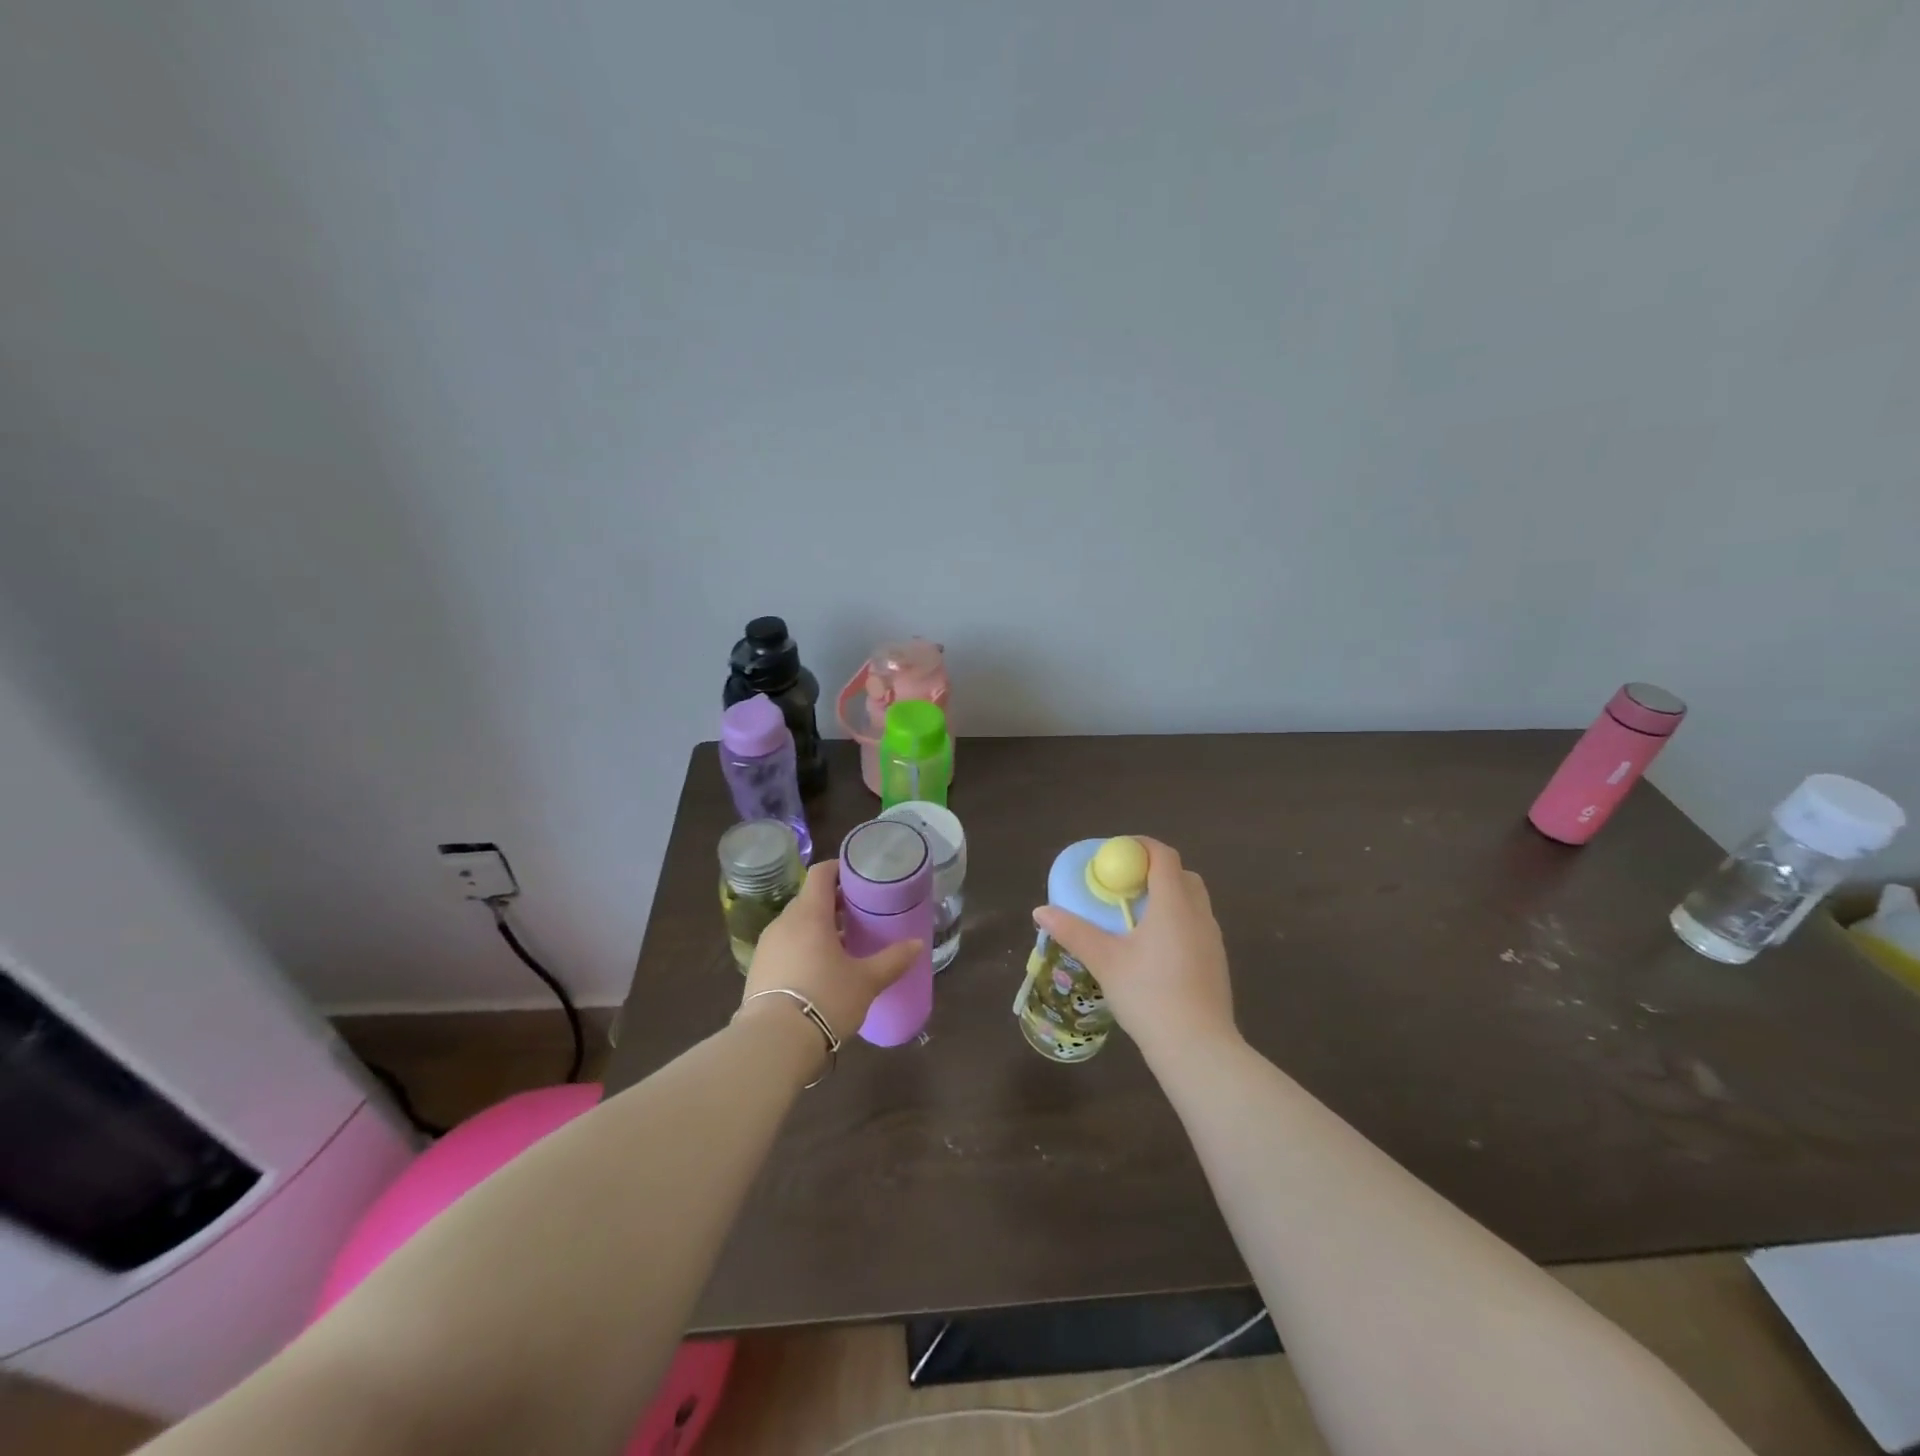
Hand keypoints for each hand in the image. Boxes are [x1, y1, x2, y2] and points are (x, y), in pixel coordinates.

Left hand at [742, 859, 920, 1044]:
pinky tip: (819, 969)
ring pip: (796, 924)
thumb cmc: (826, 999)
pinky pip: (784, 946)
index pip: (821, 873)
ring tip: (842, 944)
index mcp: (810, 913)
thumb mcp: (866, 981)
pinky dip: (802, 947)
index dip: (840, 869)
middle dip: (833, 902)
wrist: (774, 1042)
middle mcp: (784, 922)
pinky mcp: (758, 969)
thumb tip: (917, 944)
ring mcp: (767, 946)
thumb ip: (893, 960)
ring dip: (817, 927)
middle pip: (809, 899)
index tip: (860, 877)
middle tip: (859, 914)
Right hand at [1031, 837, 1235, 1063]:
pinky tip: (1155, 949)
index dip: (1141, 846)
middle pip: (1182, 875)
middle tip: (1124, 884)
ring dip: (1168, 896)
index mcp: (1173, 904)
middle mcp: (1199, 914)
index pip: (1163, 856)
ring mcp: (1213, 939)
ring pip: (1193, 901)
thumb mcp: (1105, 961)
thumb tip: (1040, 911)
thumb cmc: (1149, 995)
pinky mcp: (1217, 962)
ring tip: (1136, 917)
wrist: (1198, 1048)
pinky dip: (1178, 921)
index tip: (1117, 852)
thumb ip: (1074, 931)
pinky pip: (1197, 926)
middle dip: (1155, 871)